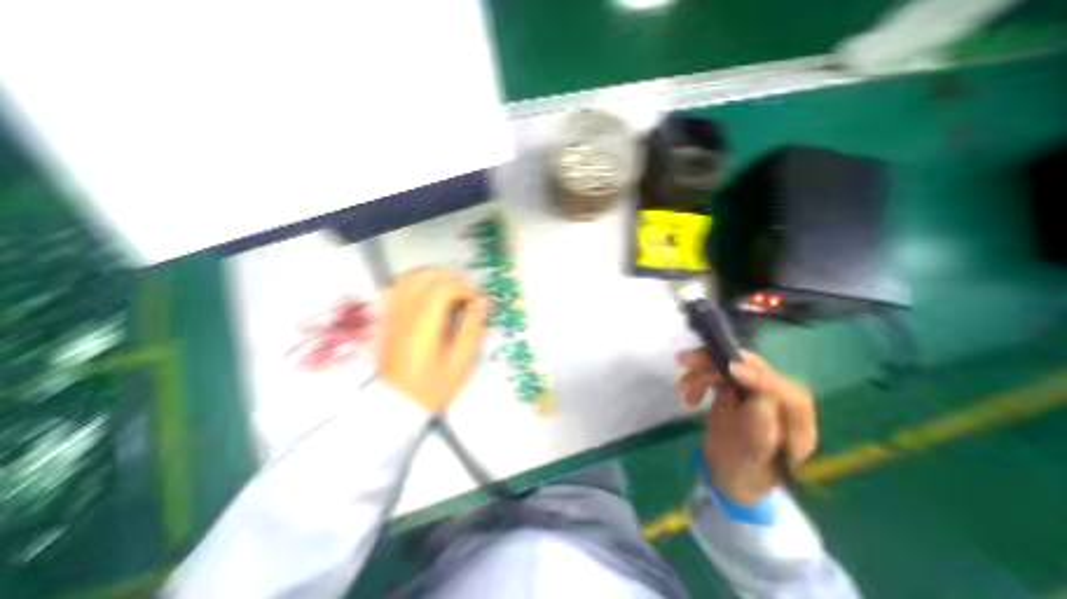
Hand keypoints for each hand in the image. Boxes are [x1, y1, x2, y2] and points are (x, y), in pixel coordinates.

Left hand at [380, 268, 486, 410]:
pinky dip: (415, 282)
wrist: (397, 403)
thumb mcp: (460, 362)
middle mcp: (407, 313)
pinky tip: (426, 293)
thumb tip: (482, 303)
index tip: (476, 302)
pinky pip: (398, 287)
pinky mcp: (388, 318)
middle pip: (427, 276)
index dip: (465, 289)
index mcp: (425, 324)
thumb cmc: (432, 385)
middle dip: (452, 279)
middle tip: (465, 294)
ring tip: (449, 289)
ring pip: (411, 277)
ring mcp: (394, 314)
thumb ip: (472, 329)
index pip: (445, 288)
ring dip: (434, 277)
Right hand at [678, 348, 818, 503]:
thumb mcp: (752, 462)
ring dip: (701, 371)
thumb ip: (760, 434)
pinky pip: (716, 371)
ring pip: (729, 365)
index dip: (761, 378)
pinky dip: (697, 376)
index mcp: (795, 424)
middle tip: (687, 361)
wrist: (730, 475)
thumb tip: (760, 400)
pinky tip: (690, 396)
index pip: (788, 394)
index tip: (731, 370)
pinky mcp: (735, 388)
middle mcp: (777, 401)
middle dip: (718, 361)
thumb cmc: (746, 475)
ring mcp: (754, 392)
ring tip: (684, 390)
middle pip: (754, 368)